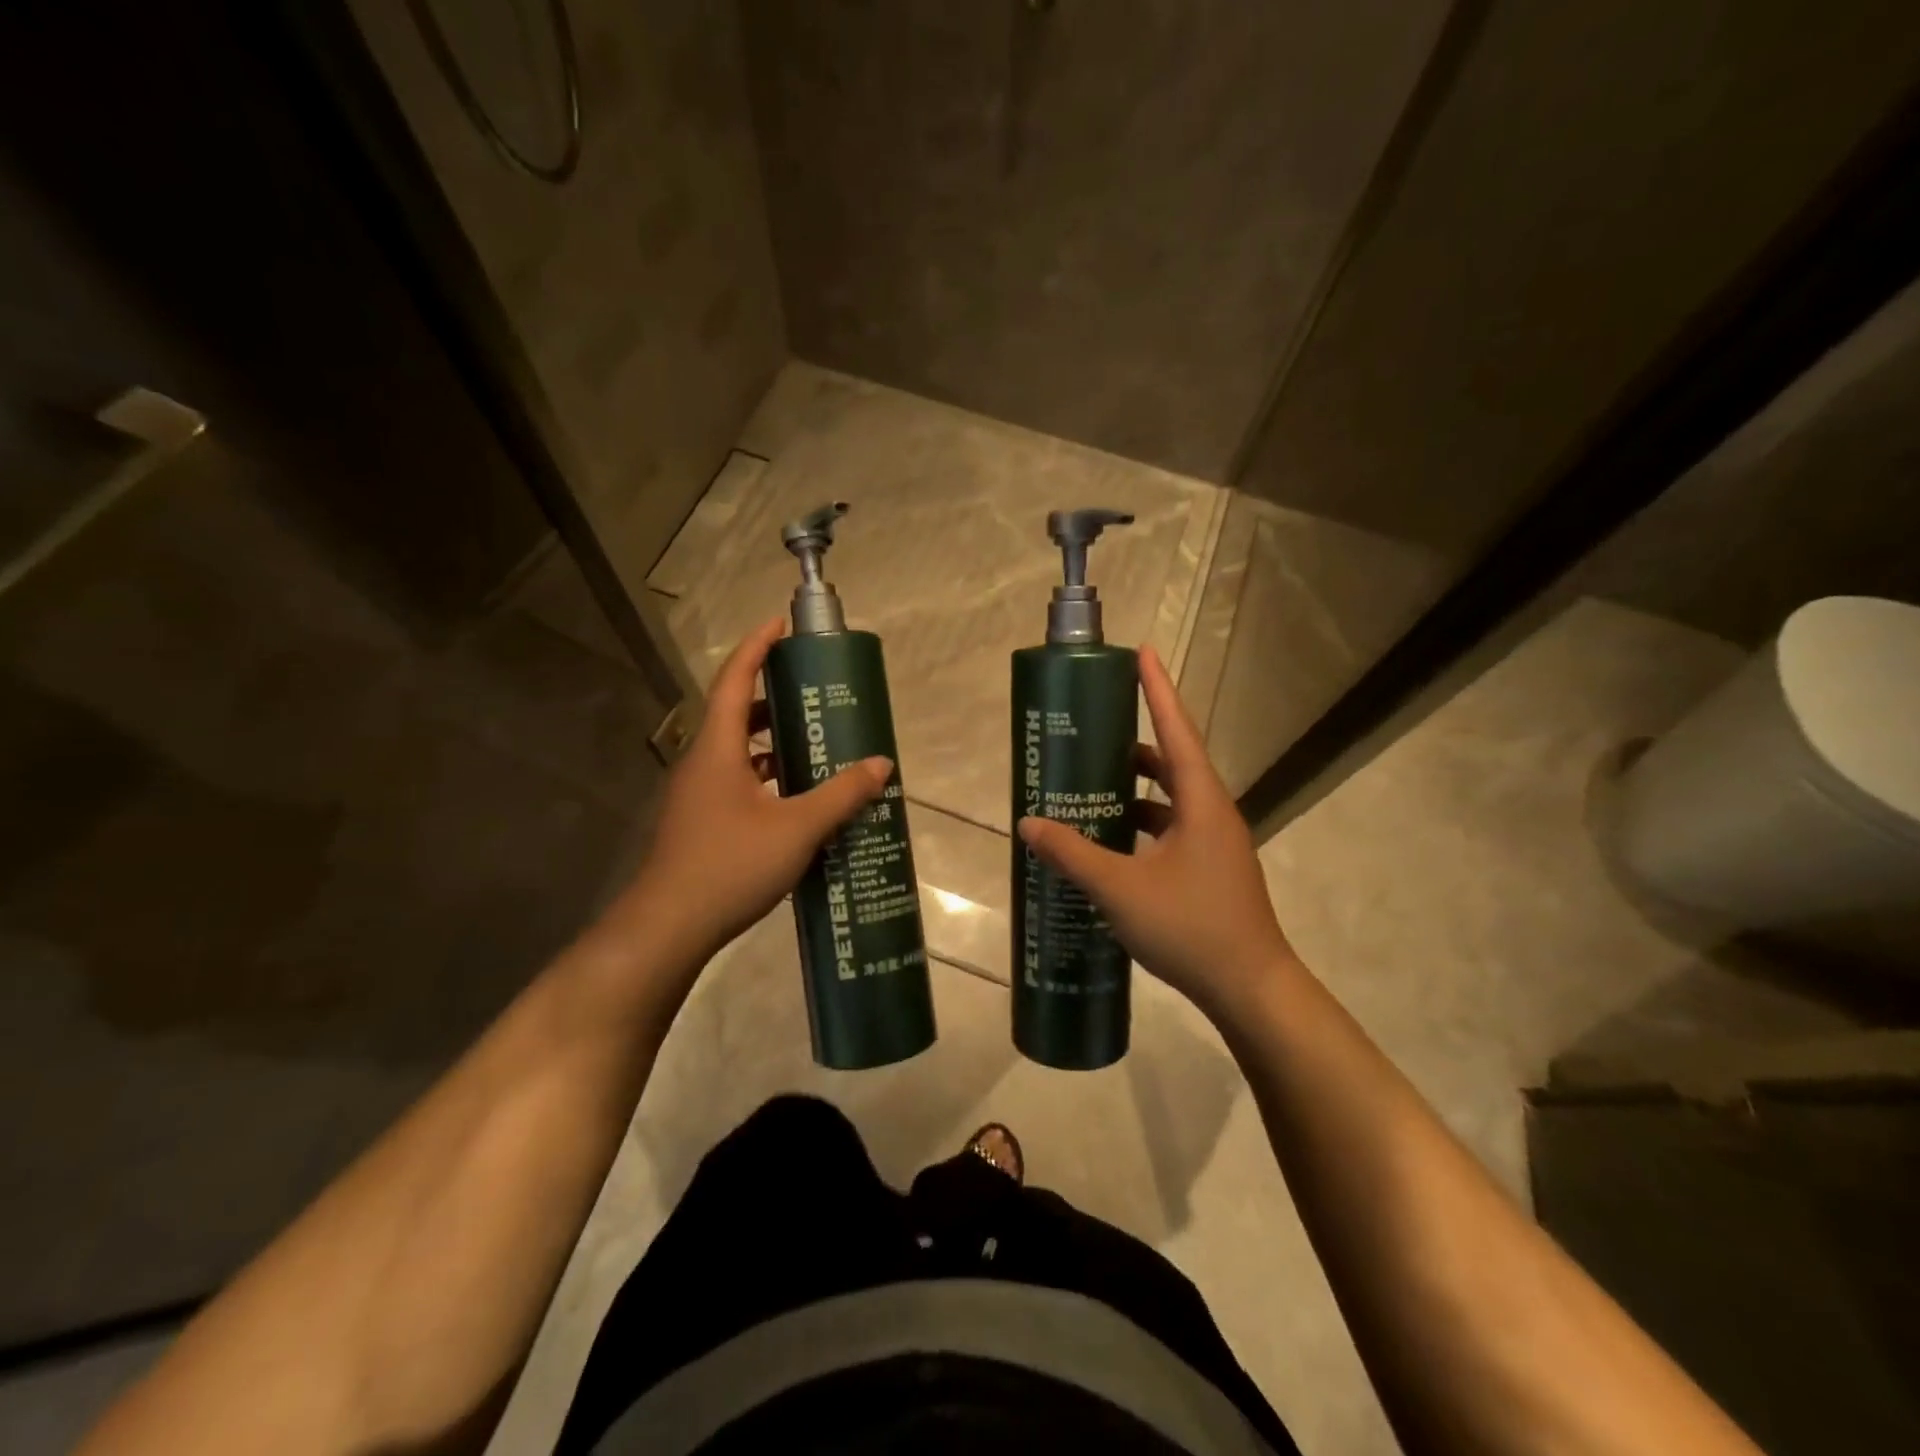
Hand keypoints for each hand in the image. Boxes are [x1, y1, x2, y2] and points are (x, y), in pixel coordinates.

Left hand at [613, 616, 891, 971]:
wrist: (670, 926)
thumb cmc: (731, 864)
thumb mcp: (797, 827)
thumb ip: (841, 794)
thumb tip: (881, 764)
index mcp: (717, 748)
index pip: (734, 679)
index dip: (757, 646)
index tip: (781, 624)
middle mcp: (703, 762)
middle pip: (736, 712)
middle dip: (773, 696)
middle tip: (814, 693)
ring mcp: (698, 794)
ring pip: (737, 751)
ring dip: (772, 741)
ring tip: (815, 743)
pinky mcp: (701, 821)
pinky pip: (738, 781)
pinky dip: (768, 776)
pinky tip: (798, 798)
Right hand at [1017, 644, 1298, 1024]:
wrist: (1251, 988)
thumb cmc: (1190, 927)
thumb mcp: (1120, 888)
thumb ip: (1073, 853)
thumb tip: (1029, 823)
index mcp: (1201, 802)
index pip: (1176, 730)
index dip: (1158, 690)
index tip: (1143, 652)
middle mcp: (1212, 814)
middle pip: (1173, 762)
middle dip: (1135, 744)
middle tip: (1093, 734)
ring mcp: (1215, 844)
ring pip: (1171, 801)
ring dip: (1135, 790)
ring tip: (1091, 786)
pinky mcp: (1210, 870)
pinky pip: (1171, 831)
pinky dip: (1141, 826)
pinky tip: (1111, 843)